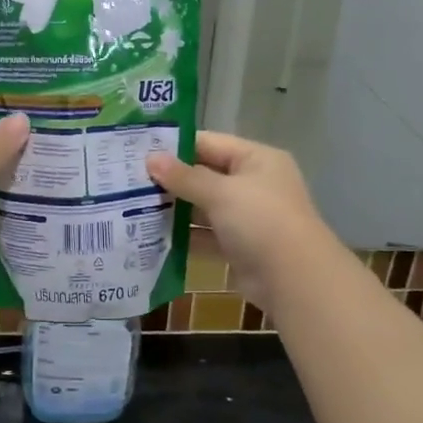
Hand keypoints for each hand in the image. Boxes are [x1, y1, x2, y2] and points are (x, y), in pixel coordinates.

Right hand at [146, 132, 331, 309]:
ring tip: (132, 206)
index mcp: (257, 159)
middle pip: (205, 175)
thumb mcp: (221, 193)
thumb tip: (150, 159)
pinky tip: (152, 236)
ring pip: (203, 207)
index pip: (209, 143)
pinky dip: (185, 237)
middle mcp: (253, 184)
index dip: (175, 147)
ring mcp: (247, 217)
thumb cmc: (261, 222)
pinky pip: (206, 235)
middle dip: (171, 180)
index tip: (139, 151)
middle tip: (128, 179)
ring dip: (175, 209)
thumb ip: (184, 177)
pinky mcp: (239, 246)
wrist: (295, 280)